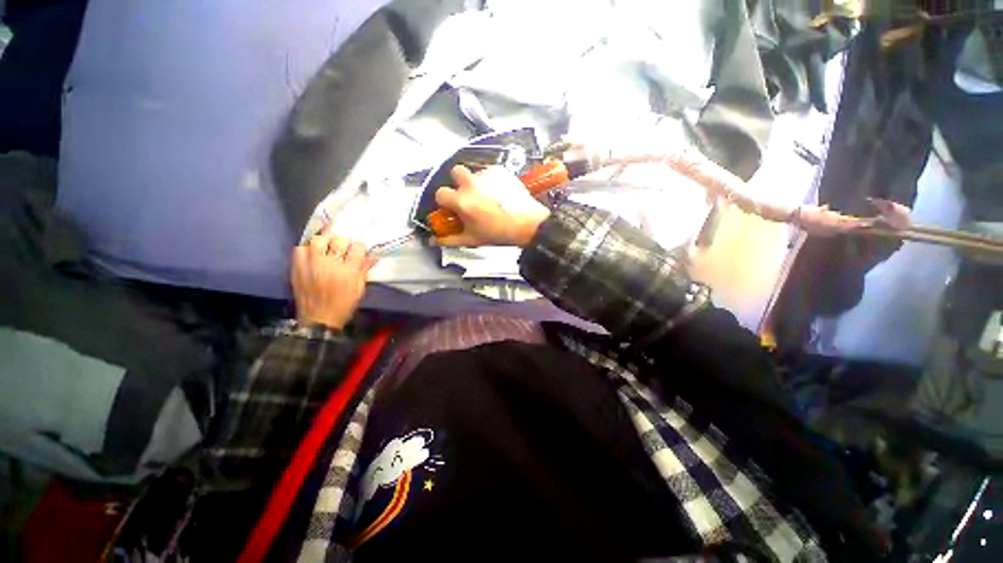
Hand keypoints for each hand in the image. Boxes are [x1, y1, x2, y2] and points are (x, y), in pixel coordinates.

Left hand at [291, 229, 376, 329]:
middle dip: (343, 242)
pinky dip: (307, 249)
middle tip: (343, 248)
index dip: (359, 247)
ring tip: (326, 247)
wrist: (319, 319)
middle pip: (338, 240)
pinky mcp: (297, 267)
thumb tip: (372, 256)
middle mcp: (330, 264)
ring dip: (324, 241)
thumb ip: (364, 270)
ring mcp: (311, 264)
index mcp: (348, 271)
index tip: (358, 251)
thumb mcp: (359, 288)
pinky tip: (312, 255)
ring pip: (317, 240)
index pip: (357, 247)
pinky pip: (300, 249)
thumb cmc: (344, 304)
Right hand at [434, 165, 550, 247]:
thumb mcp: (472, 239)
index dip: (445, 200)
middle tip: (468, 194)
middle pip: (455, 171)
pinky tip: (498, 193)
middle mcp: (472, 184)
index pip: (440, 193)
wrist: (528, 224)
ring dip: (476, 183)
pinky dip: (491, 181)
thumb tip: (433, 241)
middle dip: (458, 181)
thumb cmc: (498, 233)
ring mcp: (487, 175)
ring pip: (474, 173)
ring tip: (488, 197)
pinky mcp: (500, 171)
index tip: (452, 206)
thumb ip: (449, 239)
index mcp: (462, 201)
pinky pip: (489, 172)